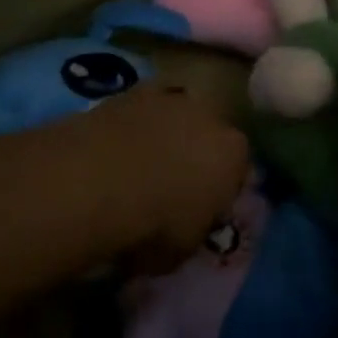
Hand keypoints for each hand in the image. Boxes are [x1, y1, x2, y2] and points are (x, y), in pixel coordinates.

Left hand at [81, 85, 250, 269]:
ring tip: (141, 164)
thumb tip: (191, 220)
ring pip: (176, 115)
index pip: (238, 169)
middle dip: (197, 152)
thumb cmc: (153, 224)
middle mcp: (209, 114)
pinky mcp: (132, 90)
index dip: (221, 189)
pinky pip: (142, 108)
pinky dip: (135, 124)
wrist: (98, 181)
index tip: (203, 207)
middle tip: (173, 182)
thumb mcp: (186, 247)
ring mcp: (170, 96)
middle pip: (209, 133)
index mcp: (233, 152)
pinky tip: (118, 146)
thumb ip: (198, 225)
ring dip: (166, 133)